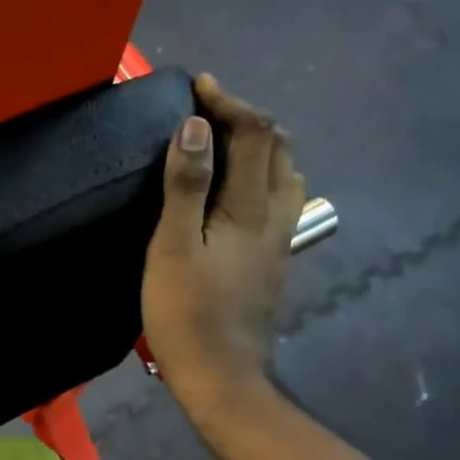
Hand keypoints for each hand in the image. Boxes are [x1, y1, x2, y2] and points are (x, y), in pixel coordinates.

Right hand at [141, 74, 304, 414]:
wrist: (220, 373)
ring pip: (286, 174)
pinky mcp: (274, 260)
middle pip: (279, 148)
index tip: (199, 86)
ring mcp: (280, 239)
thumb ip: (186, 185)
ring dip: (261, 147)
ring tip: (224, 144)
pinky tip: (237, 191)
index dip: (229, 103)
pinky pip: (280, 200)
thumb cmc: (187, 311)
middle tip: (209, 112)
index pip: (254, 133)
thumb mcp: (174, 246)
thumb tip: (194, 127)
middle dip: (248, 118)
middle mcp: (277, 215)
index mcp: (252, 206)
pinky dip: (263, 176)